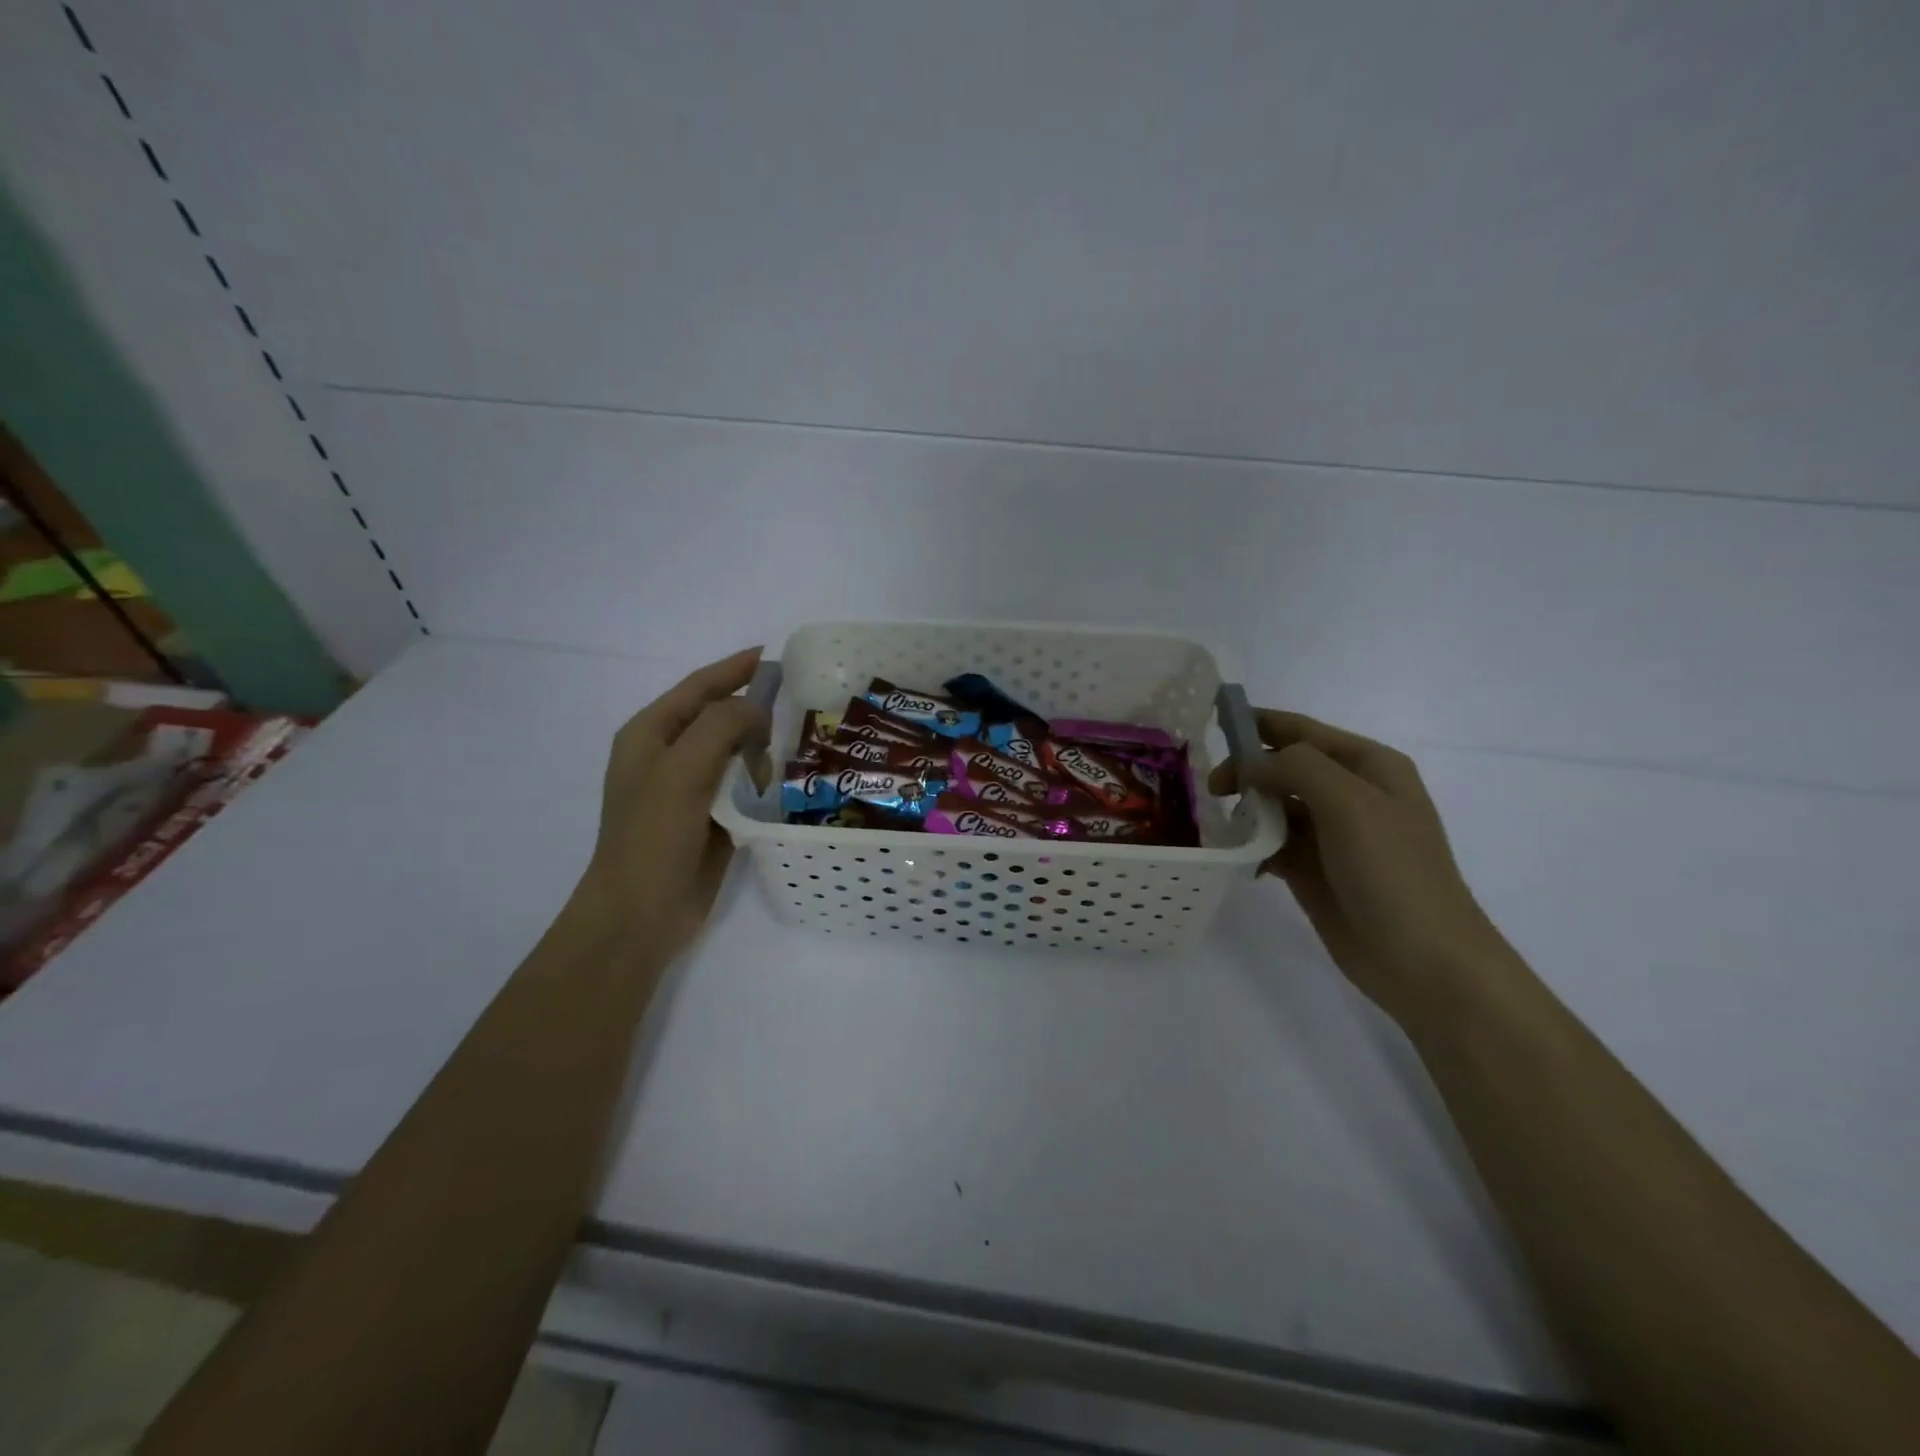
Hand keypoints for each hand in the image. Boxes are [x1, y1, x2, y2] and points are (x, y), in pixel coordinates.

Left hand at [571, 647, 770, 961]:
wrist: (640, 913)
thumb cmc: (653, 836)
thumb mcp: (682, 770)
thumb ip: (721, 726)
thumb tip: (758, 711)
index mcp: (650, 734)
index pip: (699, 687)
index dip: (734, 668)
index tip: (773, 656)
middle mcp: (669, 756)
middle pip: (719, 718)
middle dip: (753, 714)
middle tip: (792, 714)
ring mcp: (690, 789)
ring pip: (735, 753)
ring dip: (759, 752)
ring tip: (783, 761)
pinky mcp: (710, 818)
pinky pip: (742, 786)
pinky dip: (761, 781)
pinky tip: (781, 786)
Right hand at [1209, 710, 1508, 1024]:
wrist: (1423, 960)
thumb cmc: (1392, 872)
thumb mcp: (1350, 804)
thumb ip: (1296, 768)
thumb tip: (1249, 765)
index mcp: (1368, 766)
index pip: (1301, 731)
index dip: (1258, 723)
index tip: (1211, 725)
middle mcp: (1349, 794)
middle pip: (1283, 767)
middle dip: (1247, 771)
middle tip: (1212, 789)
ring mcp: (1331, 834)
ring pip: (1274, 806)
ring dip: (1246, 810)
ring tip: (1220, 823)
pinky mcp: (1313, 870)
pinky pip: (1272, 844)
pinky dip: (1252, 846)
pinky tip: (1241, 859)